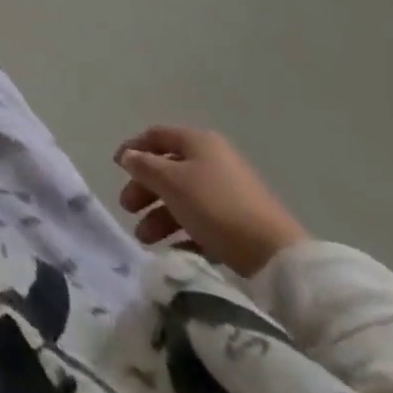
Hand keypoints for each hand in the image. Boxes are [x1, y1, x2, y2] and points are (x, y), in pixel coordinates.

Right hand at [114, 125, 308, 275]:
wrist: (277, 256)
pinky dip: (183, 231)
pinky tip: (173, 250)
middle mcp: (214, 160)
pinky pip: (203, 220)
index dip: (133, 148)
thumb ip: (144, 165)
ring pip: (184, 197)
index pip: (156, 136)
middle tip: (127, 208)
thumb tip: (129, 157)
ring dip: (160, 215)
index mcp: (198, 142)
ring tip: (145, 238)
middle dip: (145, 189)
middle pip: (168, 168)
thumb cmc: (216, 206)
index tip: (115, 167)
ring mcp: (230, 192)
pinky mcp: (241, 222)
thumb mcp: (171, 181)